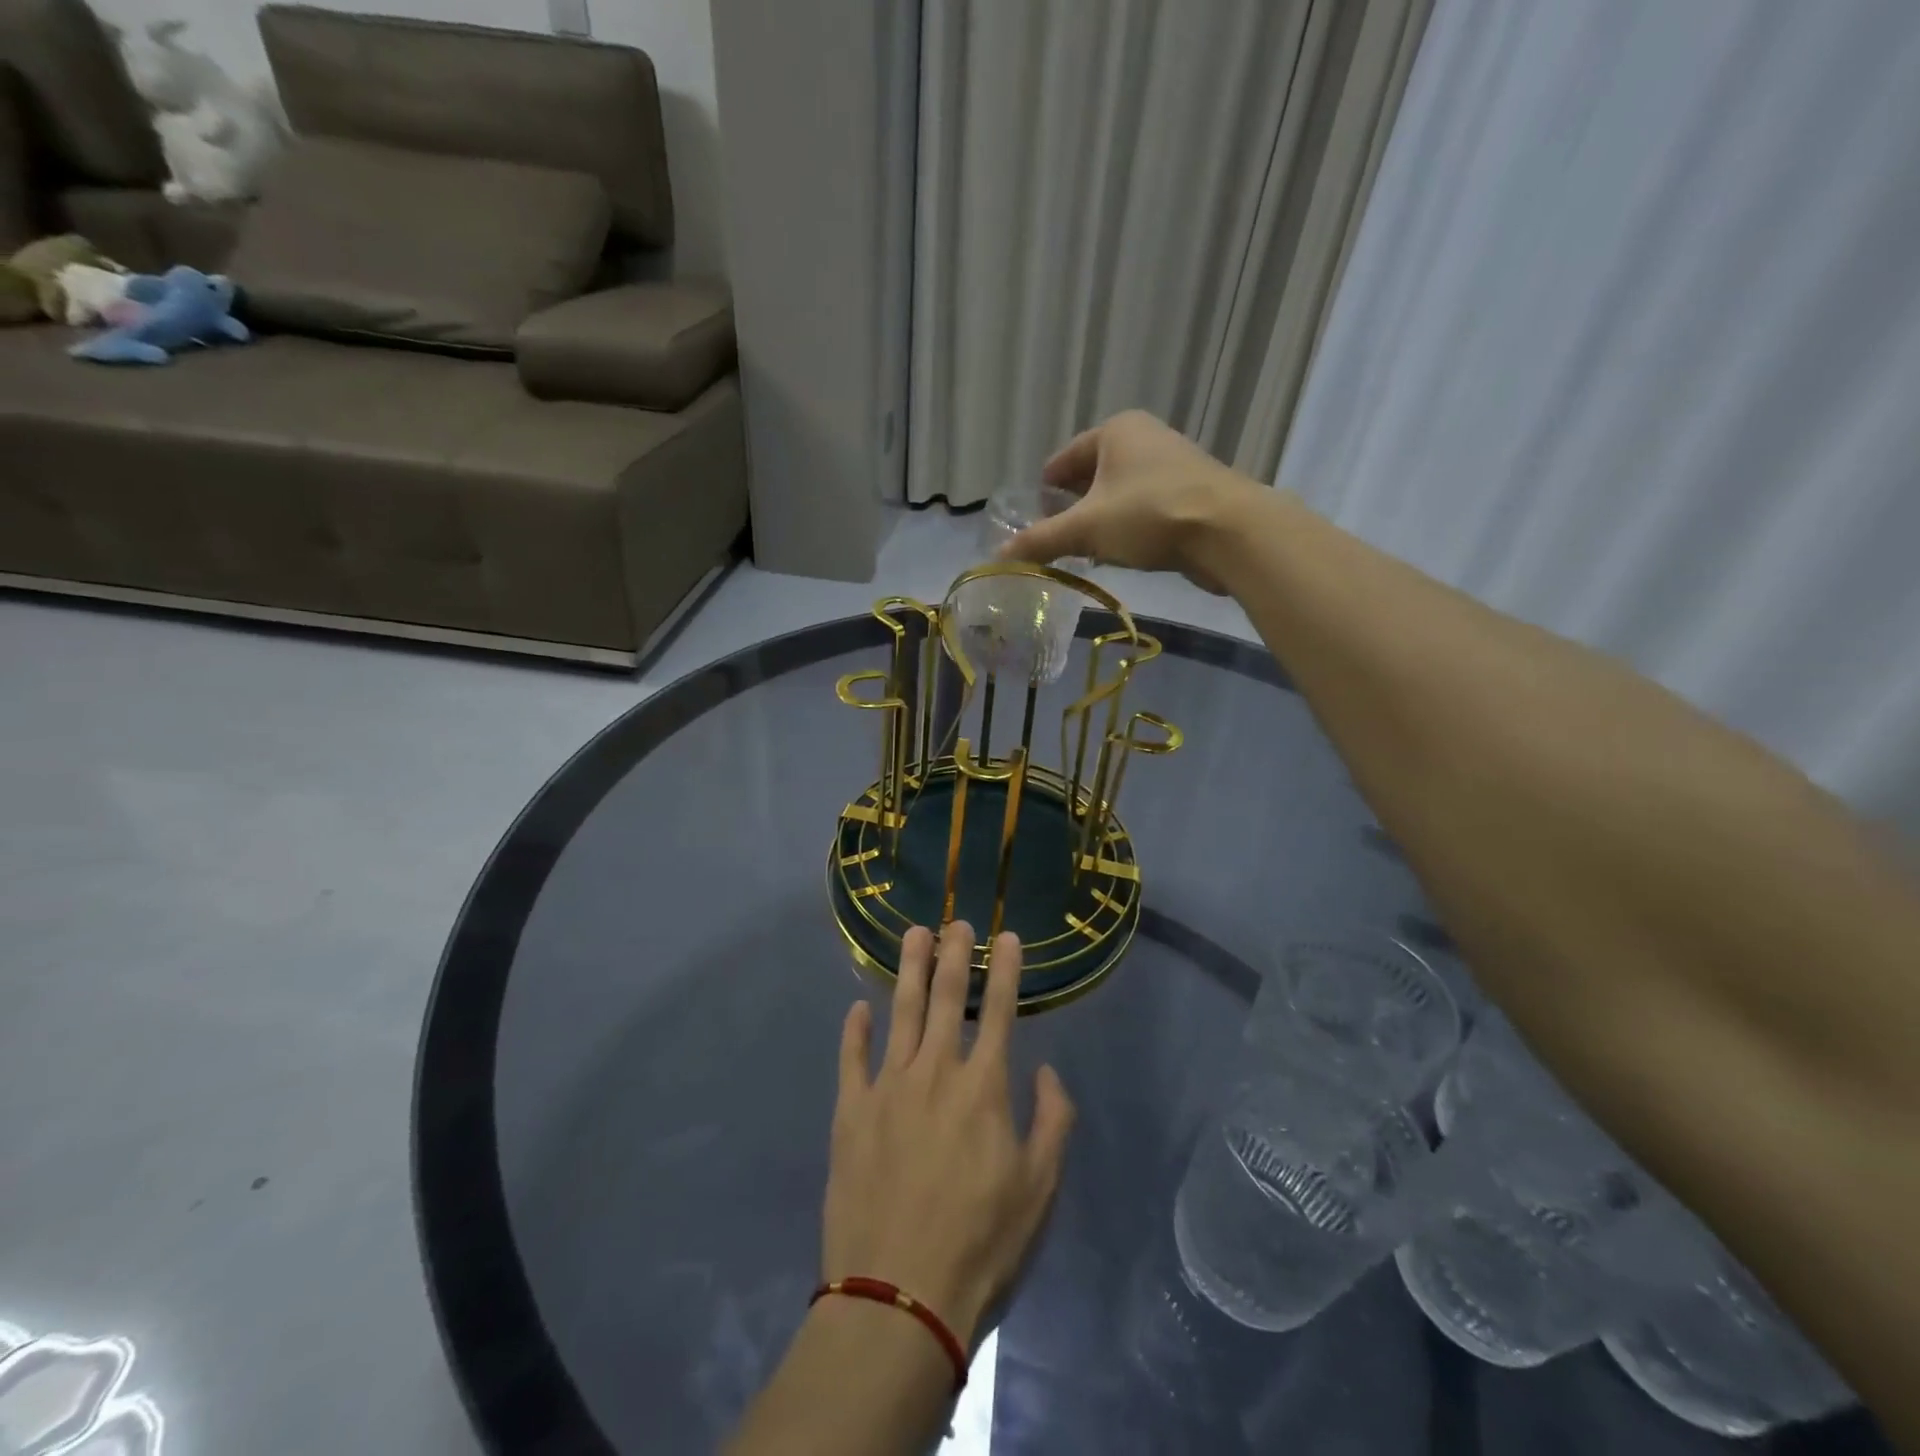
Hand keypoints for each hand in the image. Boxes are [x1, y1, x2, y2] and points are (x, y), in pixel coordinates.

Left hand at [823, 922, 1074, 1348]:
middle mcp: (935, 1072)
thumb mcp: (1040, 1189)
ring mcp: (887, 1087)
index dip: (1005, 969)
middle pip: (945, 998)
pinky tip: (857, 1008)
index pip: (999, 1011)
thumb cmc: (981, 1244)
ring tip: (913, 934)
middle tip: (956, 921)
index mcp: (983, 1087)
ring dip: (908, 970)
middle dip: (954, 954)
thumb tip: (1044, 1070)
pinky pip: (851, 1059)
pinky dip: (854, 1030)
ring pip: (899, 1012)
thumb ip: (1053, 1121)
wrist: (898, 1297)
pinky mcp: (850, 1112)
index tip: (1007, 936)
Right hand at [999, 409, 1267, 590]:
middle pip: (1092, 475)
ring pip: (1120, 493)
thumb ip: (1041, 541)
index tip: (1033, 518)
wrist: (1229, 531)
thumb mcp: (1086, 529)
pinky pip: (1144, 507)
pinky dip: (1128, 526)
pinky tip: (1121, 552)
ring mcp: (1172, 464)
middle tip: (1055, 538)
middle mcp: (1144, 438)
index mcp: (1116, 430)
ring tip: (1084, 550)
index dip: (1045, 489)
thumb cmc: (1149, 515)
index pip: (1064, 459)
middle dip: (1072, 507)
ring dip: (1100, 519)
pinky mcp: (1191, 493)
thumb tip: (998, 558)